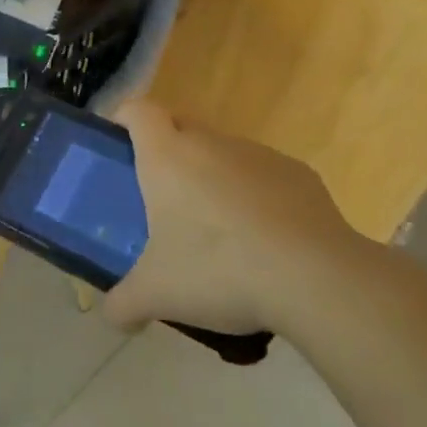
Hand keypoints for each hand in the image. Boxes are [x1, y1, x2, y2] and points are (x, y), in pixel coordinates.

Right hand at [105, 103, 369, 335]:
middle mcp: (210, 142)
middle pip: (180, 127)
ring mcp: (258, 154)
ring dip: (213, 178)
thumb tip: (112, 316)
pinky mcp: (299, 174)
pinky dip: (256, 198)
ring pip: (223, 153)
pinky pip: (263, 176)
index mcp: (167, 155)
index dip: (124, 118)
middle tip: (162, 199)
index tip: (118, 144)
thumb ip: (124, 303)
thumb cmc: (218, 270)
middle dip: (167, 153)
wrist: (314, 277)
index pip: (138, 110)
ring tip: (217, 232)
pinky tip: (264, 243)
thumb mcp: (157, 294)